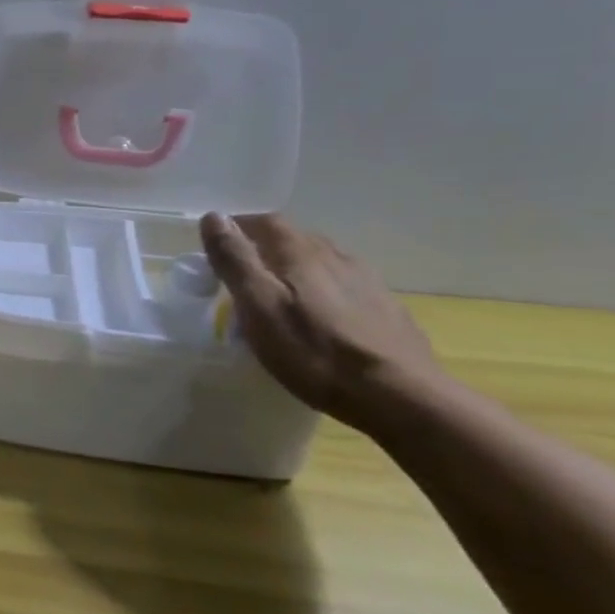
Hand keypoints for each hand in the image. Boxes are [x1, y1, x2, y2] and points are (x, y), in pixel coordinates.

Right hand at [198, 212, 447, 425]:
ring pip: (320, 262)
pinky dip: (321, 291)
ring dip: (294, 269)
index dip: (237, 228)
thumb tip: (214, 216)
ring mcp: (366, 280)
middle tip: (241, 277)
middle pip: (293, 238)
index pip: (264, 221)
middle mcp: (336, 255)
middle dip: (263, 249)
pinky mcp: (384, 307)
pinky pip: (342, 286)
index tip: (216, 250)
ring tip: (278, 297)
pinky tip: (320, 318)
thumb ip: (235, 260)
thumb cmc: (314, 352)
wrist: (400, 396)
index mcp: (300, 251)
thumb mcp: (259, 306)